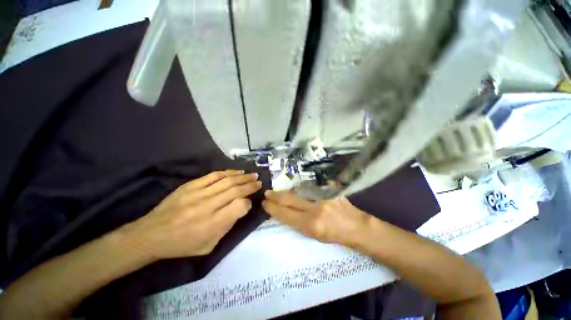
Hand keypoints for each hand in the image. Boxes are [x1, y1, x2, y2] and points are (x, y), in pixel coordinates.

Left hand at [120, 170, 261, 258]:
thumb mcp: (206, 247)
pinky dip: (224, 173)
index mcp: (212, 225)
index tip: (251, 203)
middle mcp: (206, 206)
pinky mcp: (188, 186)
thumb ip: (223, 230)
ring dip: (240, 176)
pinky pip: (210, 177)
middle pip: (234, 190)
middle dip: (249, 185)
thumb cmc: (181, 246)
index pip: (239, 206)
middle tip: (259, 181)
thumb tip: (237, 213)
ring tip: (251, 174)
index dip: (248, 203)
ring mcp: (196, 193)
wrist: (154, 234)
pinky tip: (232, 172)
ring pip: (224, 180)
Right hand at [262, 191, 370, 246]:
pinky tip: (297, 190)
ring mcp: (323, 198)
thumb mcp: (315, 236)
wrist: (356, 227)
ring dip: (287, 192)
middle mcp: (315, 209)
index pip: (285, 214)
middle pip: (289, 200)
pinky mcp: (330, 191)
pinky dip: (302, 190)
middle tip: (266, 193)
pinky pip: (312, 189)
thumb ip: (301, 224)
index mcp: (310, 224)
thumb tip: (288, 214)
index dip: (273, 209)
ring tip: (278, 192)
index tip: (264, 204)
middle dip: (275, 196)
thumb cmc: (335, 237)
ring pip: (299, 193)